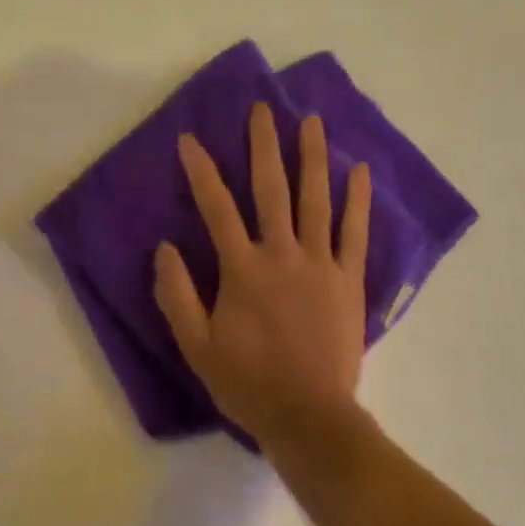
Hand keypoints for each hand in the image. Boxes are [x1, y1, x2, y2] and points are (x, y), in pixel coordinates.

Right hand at [154, 101, 372, 454]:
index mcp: (242, 270)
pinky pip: (355, 232)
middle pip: (271, 189)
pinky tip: (359, 171)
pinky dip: (357, 200)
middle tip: (263, 109)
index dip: (201, 171)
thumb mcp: (196, 346)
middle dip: (265, 146)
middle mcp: (282, 255)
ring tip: (312, 121)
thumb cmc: (247, 382)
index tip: (191, 139)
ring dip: (313, 157)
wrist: (309, 416)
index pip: (216, 208)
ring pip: (316, 200)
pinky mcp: (349, 280)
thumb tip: (165, 247)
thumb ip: (177, 294)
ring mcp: (320, 264)